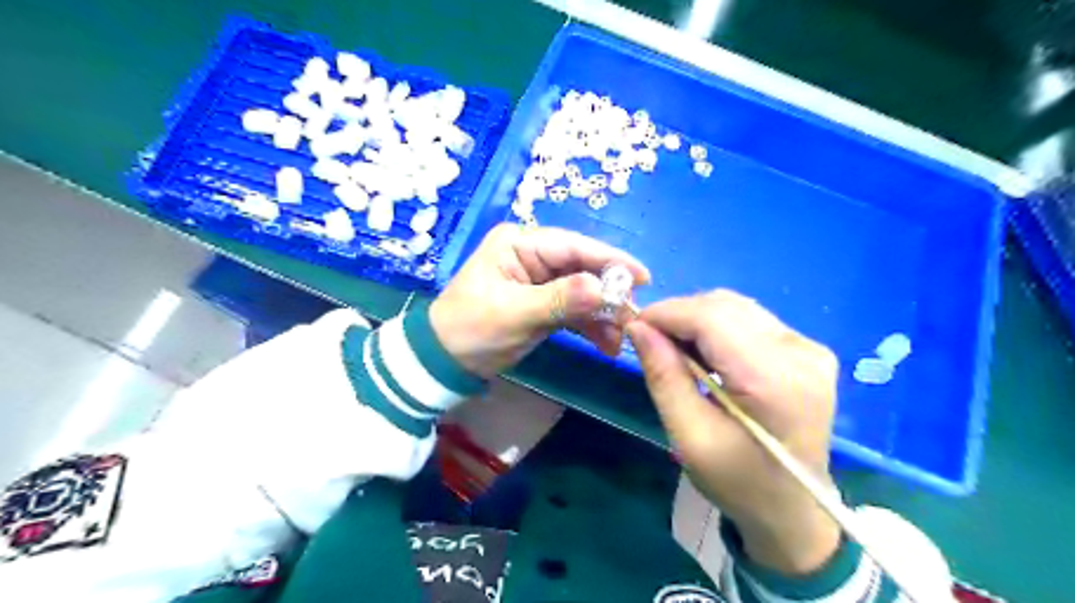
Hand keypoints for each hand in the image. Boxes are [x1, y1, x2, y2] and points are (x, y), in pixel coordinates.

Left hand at [428, 224, 645, 379]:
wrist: (444, 363)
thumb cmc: (471, 330)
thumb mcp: (514, 314)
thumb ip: (560, 299)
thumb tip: (602, 288)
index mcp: (519, 244)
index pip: (573, 246)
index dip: (610, 259)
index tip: (643, 277)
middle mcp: (532, 256)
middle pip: (582, 268)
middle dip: (608, 294)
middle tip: (632, 319)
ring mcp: (539, 281)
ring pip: (582, 291)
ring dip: (602, 314)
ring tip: (620, 339)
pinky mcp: (543, 303)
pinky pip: (574, 309)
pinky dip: (590, 325)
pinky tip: (606, 344)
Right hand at [628, 289, 844, 577]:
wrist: (794, 510)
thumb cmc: (738, 482)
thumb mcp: (689, 437)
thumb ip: (664, 377)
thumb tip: (638, 327)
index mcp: (774, 381)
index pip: (711, 318)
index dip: (667, 313)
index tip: (633, 326)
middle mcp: (800, 352)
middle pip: (725, 306)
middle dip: (679, 315)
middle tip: (651, 342)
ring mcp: (810, 348)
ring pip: (736, 308)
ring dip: (697, 319)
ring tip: (676, 351)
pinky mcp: (809, 349)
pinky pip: (751, 320)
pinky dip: (718, 328)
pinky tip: (706, 355)